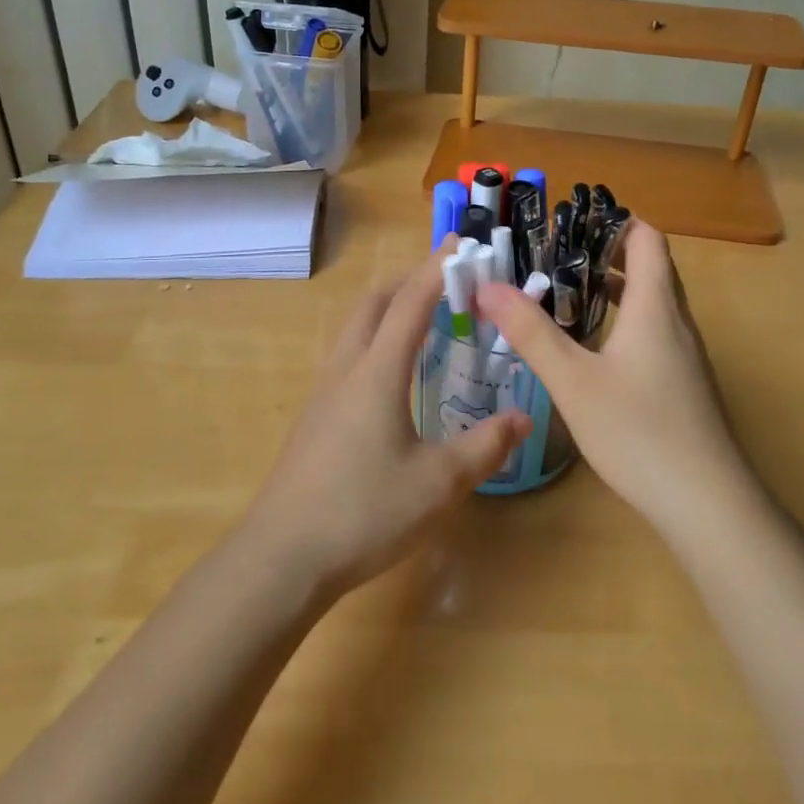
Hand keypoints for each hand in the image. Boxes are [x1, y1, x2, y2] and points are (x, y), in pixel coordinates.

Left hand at [242, 240, 531, 596]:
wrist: (282, 557)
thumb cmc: (364, 512)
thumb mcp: (439, 483)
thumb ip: (485, 446)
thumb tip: (522, 417)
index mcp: (378, 371)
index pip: (411, 302)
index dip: (437, 269)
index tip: (461, 246)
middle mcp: (347, 368)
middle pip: (375, 302)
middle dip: (411, 281)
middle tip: (448, 283)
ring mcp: (324, 391)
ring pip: (356, 327)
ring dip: (390, 309)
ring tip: (426, 322)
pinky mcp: (315, 416)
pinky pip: (349, 355)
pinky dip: (376, 340)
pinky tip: (394, 376)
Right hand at [475, 221, 752, 535]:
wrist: (707, 504)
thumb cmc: (639, 432)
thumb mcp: (574, 381)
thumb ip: (531, 332)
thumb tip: (489, 286)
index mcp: (655, 306)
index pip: (647, 239)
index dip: (614, 221)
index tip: (571, 220)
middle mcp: (676, 321)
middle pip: (650, 266)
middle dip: (605, 252)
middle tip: (555, 254)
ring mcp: (685, 355)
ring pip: (652, 302)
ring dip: (614, 288)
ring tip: (565, 292)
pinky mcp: (684, 383)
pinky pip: (654, 331)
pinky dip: (624, 320)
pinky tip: (592, 348)